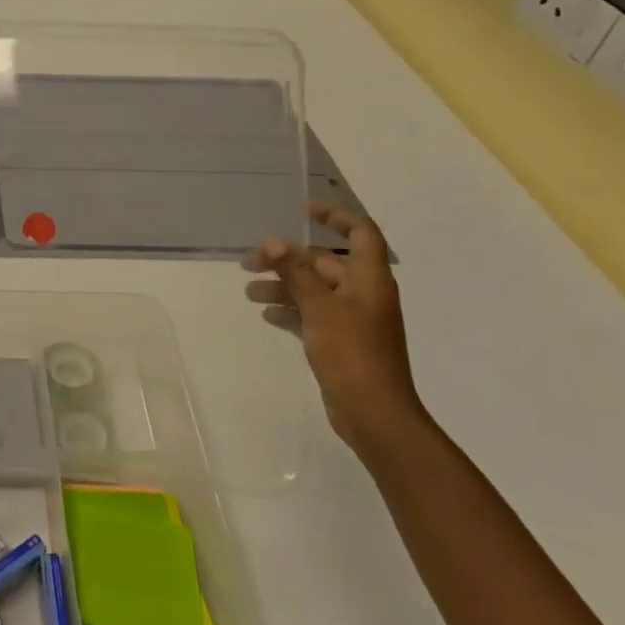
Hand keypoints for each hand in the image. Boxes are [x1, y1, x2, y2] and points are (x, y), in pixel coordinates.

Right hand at [245, 203, 427, 454]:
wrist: (374, 414)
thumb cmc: (352, 353)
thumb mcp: (319, 308)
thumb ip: (295, 273)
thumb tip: (274, 241)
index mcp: (369, 279)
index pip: (361, 232)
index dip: (335, 216)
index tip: (302, 210)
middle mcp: (364, 293)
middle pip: (324, 262)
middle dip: (288, 259)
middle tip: (251, 263)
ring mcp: (353, 319)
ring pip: (314, 289)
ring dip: (283, 286)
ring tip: (249, 292)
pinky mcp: (341, 341)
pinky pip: (313, 314)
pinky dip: (291, 310)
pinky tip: (267, 315)